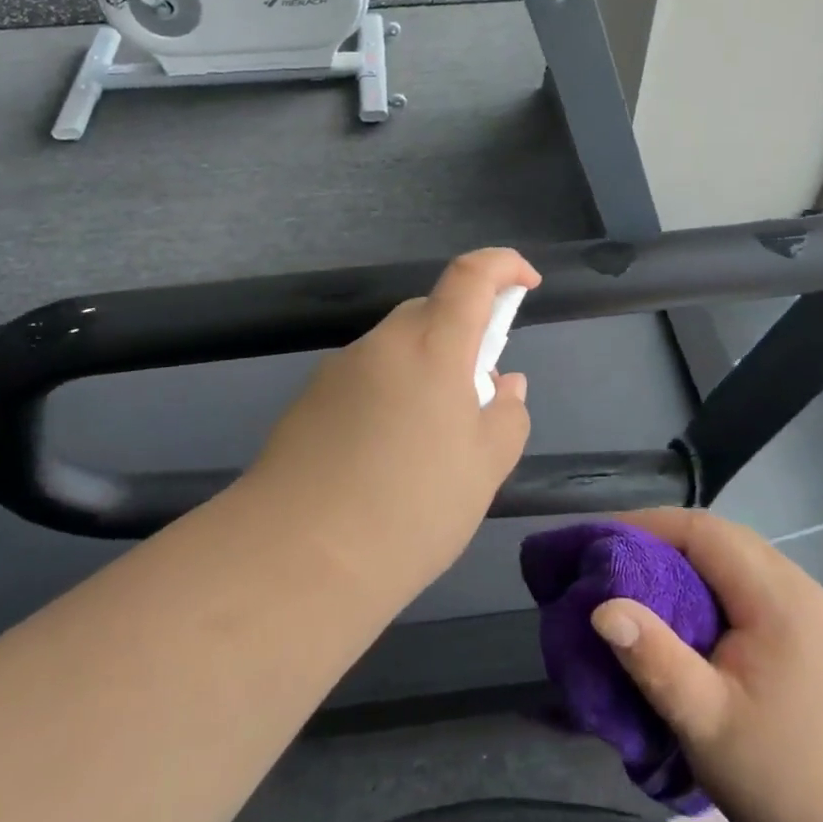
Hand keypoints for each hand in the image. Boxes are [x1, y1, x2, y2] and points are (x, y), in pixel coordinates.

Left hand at [242, 248, 541, 600]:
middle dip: (462, 337)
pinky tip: (382, 458)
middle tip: (475, 399)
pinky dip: (388, 395)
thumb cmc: (410, 509)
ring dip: (423, 371)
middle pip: (430, 312)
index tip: (526, 283)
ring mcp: (339, 368)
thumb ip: (506, 415)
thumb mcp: (483, 470)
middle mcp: (383, 343)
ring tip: (428, 444)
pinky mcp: (309, 398)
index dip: (503, 265)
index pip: (471, 275)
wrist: (296, 556)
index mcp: (432, 346)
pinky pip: (365, 378)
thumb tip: (503, 384)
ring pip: (396, 349)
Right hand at [590, 508, 822, 821]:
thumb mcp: (709, 723)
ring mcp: (806, 602)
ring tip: (639, 582)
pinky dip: (708, 579)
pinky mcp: (807, 623)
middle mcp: (795, 583)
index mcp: (776, 596)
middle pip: (717, 535)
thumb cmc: (786, 776)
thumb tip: (601, 608)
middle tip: (612, 562)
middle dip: (660, 539)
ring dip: (683, 558)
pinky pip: (746, 578)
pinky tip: (686, 610)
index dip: (647, 526)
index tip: (602, 544)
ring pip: (732, 554)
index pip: (702, 530)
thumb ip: (656, 661)